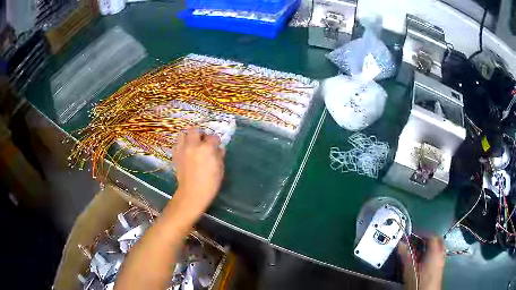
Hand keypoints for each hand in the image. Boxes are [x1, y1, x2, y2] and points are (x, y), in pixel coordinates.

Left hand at [172, 128, 224, 212]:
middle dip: (201, 134)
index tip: (217, 146)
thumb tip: (218, 149)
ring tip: (192, 143)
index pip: (213, 137)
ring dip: (188, 136)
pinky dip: (182, 144)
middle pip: (195, 130)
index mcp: (207, 148)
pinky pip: (177, 144)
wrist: (192, 193)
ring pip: (183, 134)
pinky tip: (186, 151)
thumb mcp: (220, 169)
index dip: (216, 141)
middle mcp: (193, 145)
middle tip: (203, 141)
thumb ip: (219, 156)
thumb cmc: (210, 183)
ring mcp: (182, 149)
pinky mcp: (175, 155)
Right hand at [398, 236, 444, 289]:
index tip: (413, 234)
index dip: (423, 233)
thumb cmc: (419, 281)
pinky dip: (431, 254)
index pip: (432, 236)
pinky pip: (437, 255)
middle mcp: (440, 254)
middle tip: (418, 240)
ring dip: (429, 247)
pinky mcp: (440, 268)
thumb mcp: (410, 269)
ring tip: (419, 251)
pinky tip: (422, 261)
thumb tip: (400, 244)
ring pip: (438, 248)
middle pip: (437, 240)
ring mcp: (441, 261)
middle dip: (428, 238)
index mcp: (434, 251)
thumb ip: (406, 255)